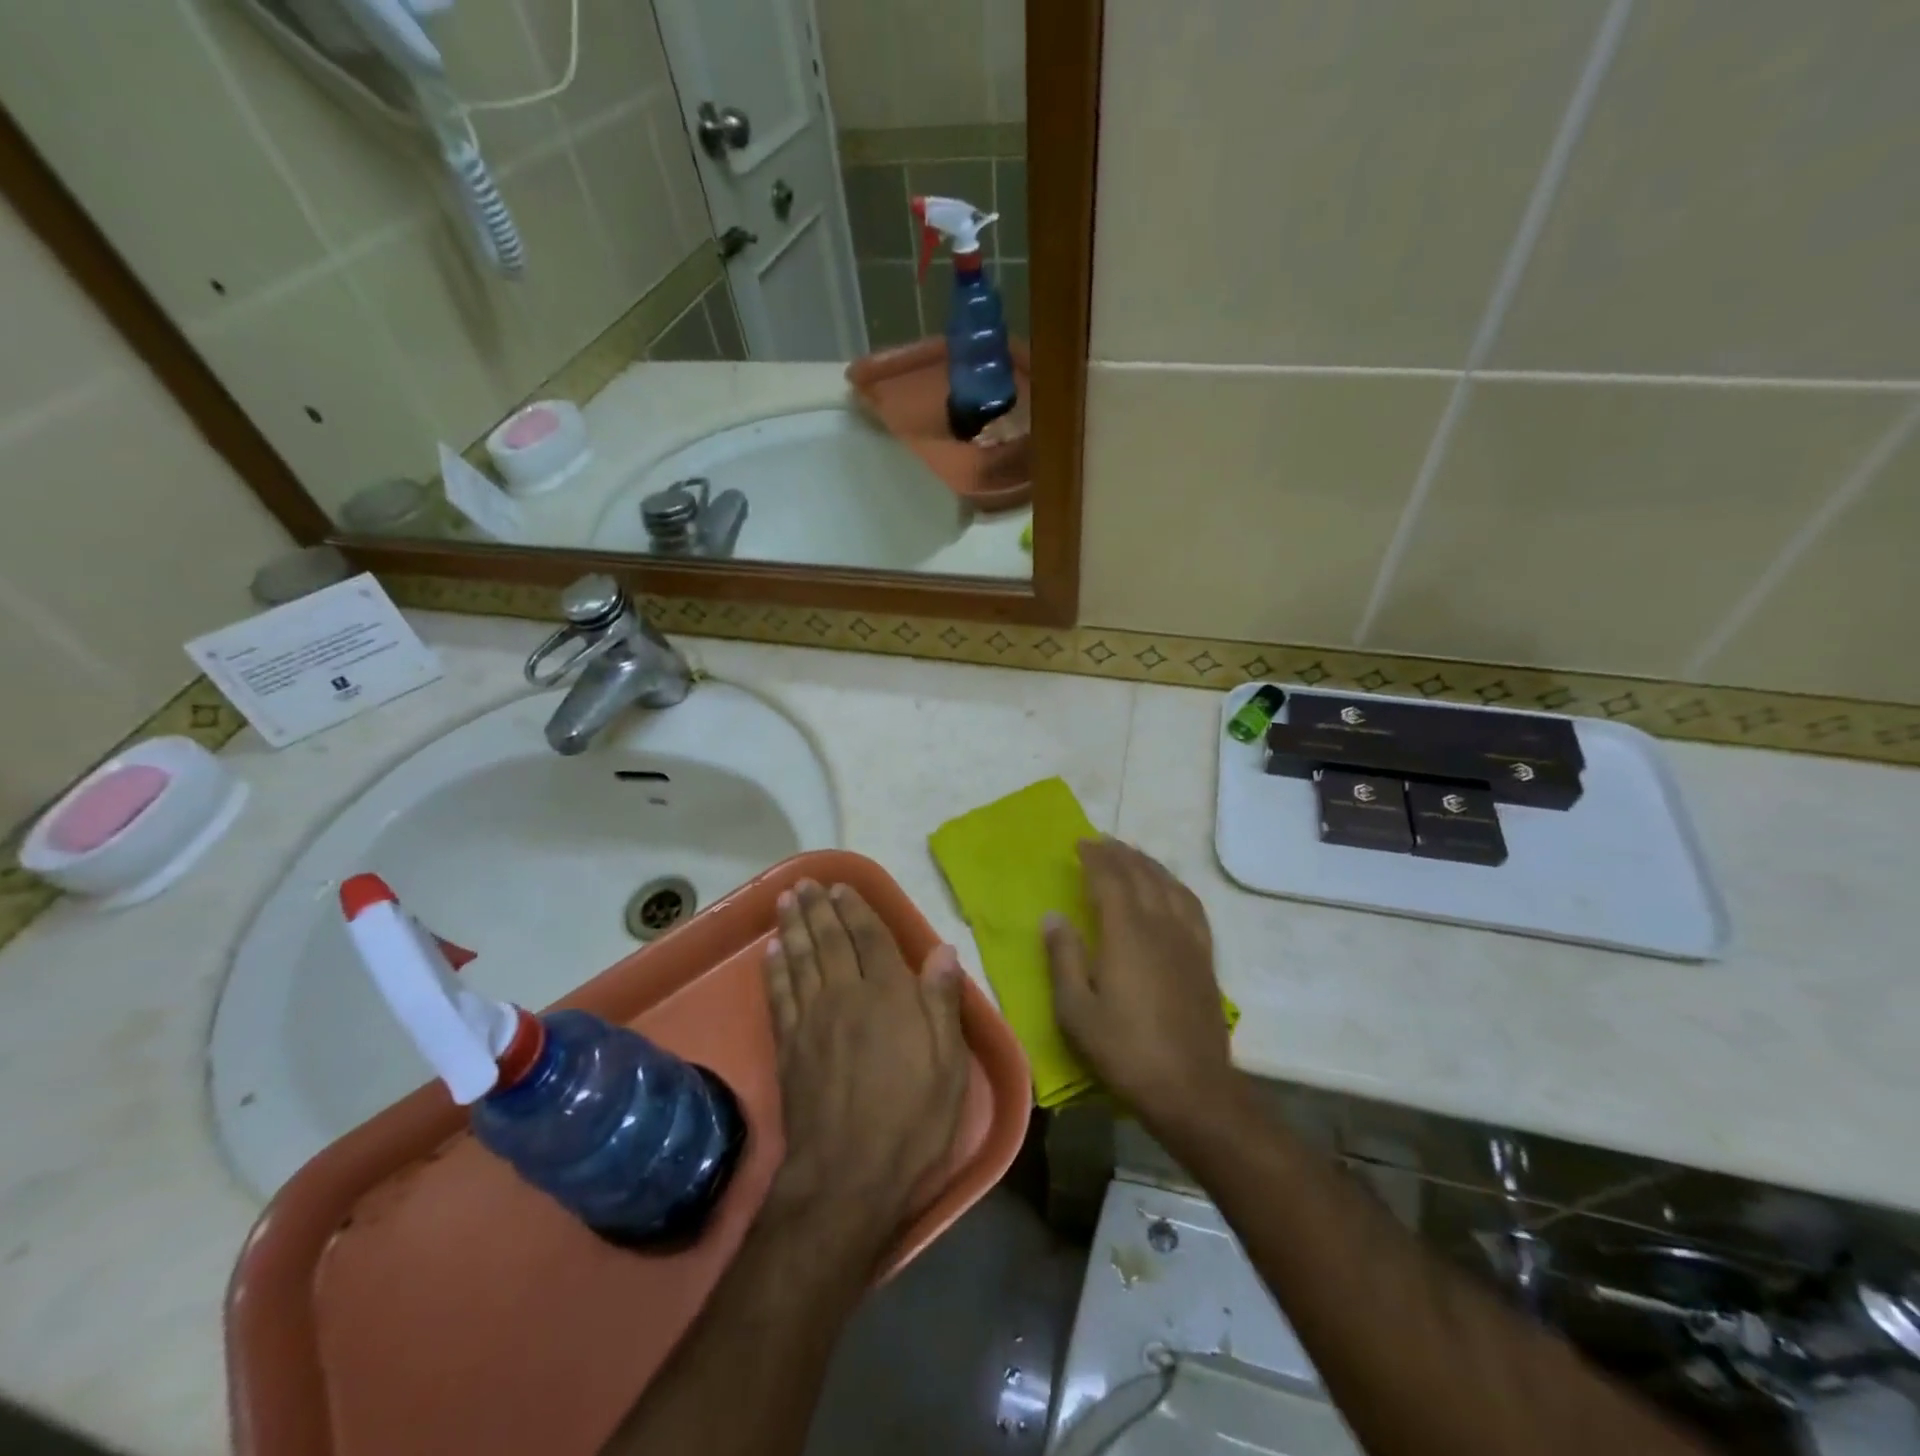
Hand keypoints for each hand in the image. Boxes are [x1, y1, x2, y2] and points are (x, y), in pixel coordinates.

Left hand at [762, 881, 969, 1256]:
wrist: (846, 1176)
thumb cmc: (911, 1120)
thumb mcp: (948, 1065)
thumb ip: (942, 1003)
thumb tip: (943, 950)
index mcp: (889, 995)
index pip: (870, 938)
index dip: (856, 909)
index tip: (842, 887)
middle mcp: (846, 995)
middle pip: (829, 941)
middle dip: (819, 909)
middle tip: (806, 883)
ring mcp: (812, 1019)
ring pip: (800, 959)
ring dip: (793, 926)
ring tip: (786, 900)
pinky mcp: (788, 1046)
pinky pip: (779, 994)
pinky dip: (775, 969)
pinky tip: (772, 953)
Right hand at [1044, 839, 1235, 1129]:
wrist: (1192, 1088)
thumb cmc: (1125, 1050)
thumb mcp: (1076, 1010)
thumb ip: (1063, 958)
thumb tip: (1053, 915)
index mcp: (1126, 933)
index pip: (1110, 879)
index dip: (1094, 857)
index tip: (1080, 842)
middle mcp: (1160, 925)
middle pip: (1141, 875)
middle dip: (1120, 854)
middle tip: (1102, 842)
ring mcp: (1188, 940)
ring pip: (1169, 886)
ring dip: (1148, 864)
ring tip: (1133, 855)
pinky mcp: (1205, 958)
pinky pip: (1192, 906)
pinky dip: (1176, 886)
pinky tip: (1171, 890)